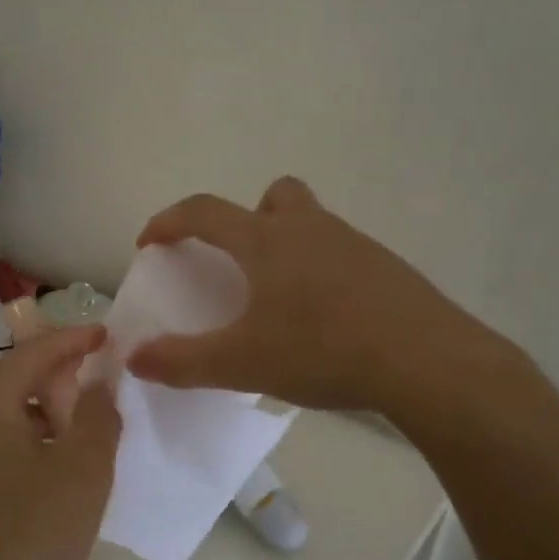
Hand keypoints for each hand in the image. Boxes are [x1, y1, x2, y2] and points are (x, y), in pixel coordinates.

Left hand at [0, 326, 121, 559]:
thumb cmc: (31, 534)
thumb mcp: (84, 470)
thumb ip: (98, 416)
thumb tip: (98, 386)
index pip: (31, 354)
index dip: (71, 340)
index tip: (105, 335)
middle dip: (42, 372)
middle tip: (81, 390)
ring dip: (28, 402)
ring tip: (68, 430)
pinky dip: (12, 429)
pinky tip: (43, 463)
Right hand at [128, 177, 468, 415]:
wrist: (424, 360)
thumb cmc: (322, 350)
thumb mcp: (242, 363)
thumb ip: (183, 361)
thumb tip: (134, 357)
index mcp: (268, 241)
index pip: (205, 212)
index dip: (170, 221)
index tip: (151, 242)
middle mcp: (311, 229)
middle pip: (275, 196)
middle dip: (248, 218)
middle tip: (239, 262)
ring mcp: (356, 245)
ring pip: (313, 225)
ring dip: (289, 247)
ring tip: (281, 301)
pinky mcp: (388, 269)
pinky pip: (343, 255)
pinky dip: (324, 274)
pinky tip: (327, 320)